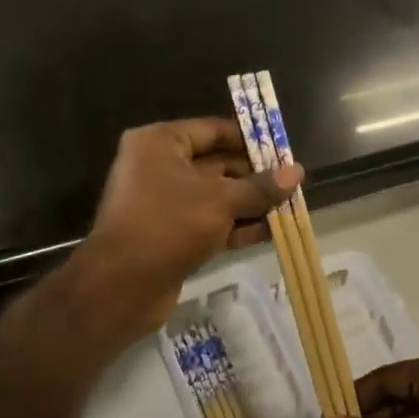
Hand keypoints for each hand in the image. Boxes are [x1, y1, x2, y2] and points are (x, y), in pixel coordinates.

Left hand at [70, 119, 298, 349]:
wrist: (120, 287)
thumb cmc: (169, 224)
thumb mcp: (222, 200)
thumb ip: (260, 187)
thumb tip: (298, 172)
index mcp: (160, 143)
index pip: (213, 130)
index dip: (249, 139)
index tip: (282, 149)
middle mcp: (157, 166)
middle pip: (216, 163)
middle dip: (254, 176)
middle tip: (292, 182)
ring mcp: (162, 202)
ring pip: (215, 195)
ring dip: (250, 202)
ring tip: (289, 207)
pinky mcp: (168, 234)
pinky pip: (208, 221)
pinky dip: (235, 225)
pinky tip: (269, 232)